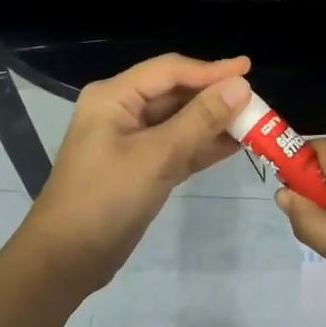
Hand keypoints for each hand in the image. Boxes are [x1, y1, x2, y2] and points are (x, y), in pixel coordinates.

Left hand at [20, 53, 251, 290]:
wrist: (68, 257)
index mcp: (115, 97)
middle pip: (176, 93)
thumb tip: (241, 87)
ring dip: (213, 123)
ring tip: (254, 123)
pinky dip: (203, 146)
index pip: (170, 71)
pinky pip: (178, 147)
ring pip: (180, 122)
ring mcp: (131, 141)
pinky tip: (234, 146)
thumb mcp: (157, 156)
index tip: (249, 69)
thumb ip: (200, 120)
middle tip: (257, 102)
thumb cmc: (107, 198)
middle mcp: (122, 111)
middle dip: (215, 97)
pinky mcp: (141, 168)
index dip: (211, 70)